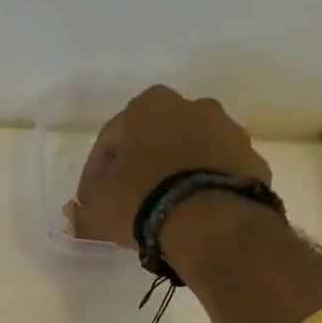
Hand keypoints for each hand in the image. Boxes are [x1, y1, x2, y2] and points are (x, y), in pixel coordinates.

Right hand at [66, 86, 272, 249]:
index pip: (108, 140)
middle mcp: (188, 105)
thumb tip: (72, 215)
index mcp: (145, 108)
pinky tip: (193, 212)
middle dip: (140, 165)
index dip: (95, 175)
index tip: (91, 202)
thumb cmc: (141, 201)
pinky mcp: (249, 156)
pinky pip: (215, 169)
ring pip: (188, 150)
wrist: (210, 218)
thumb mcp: (98, 212)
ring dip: (174, 172)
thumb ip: (81, 213)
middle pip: (154, 138)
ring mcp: (225, 128)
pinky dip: (202, 184)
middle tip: (130, 201)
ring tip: (165, 209)